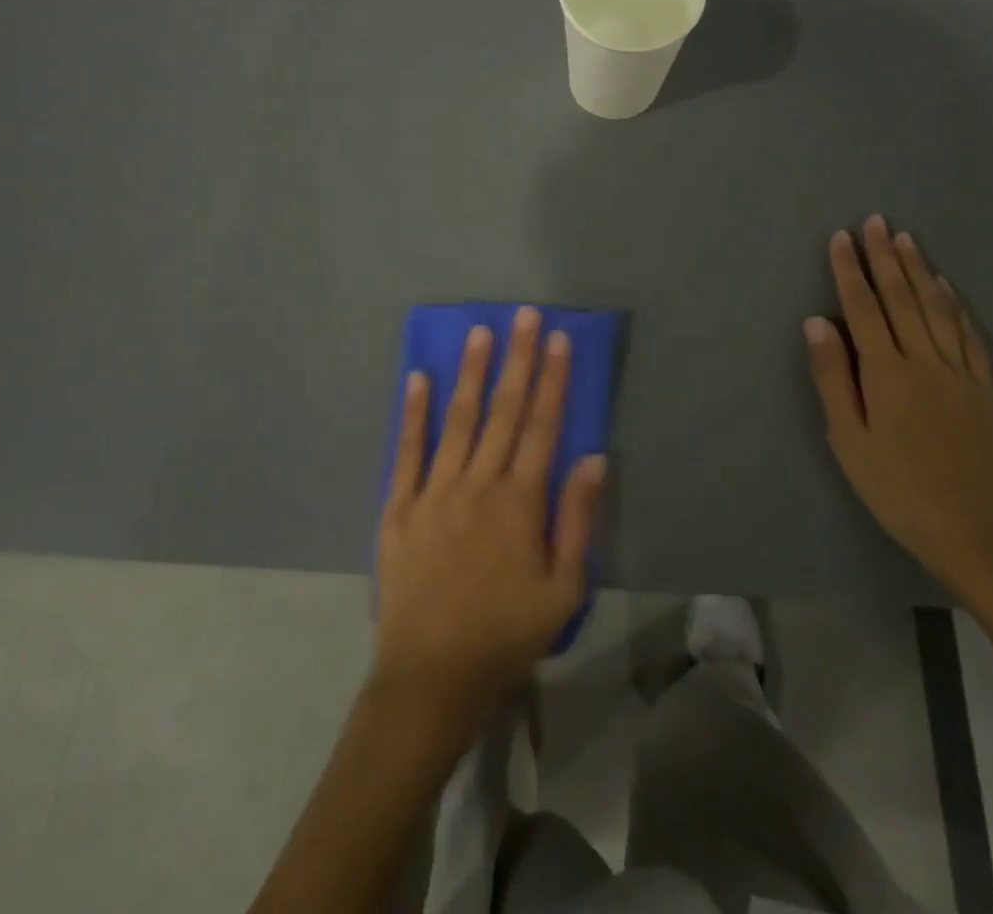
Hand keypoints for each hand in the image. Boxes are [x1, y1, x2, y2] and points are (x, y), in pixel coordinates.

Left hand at [373, 307, 605, 727]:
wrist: (431, 676)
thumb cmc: (506, 635)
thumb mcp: (563, 589)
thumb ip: (578, 519)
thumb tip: (593, 457)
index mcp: (520, 501)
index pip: (543, 426)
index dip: (553, 379)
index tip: (559, 339)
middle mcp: (478, 483)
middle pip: (503, 410)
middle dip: (518, 359)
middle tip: (524, 315)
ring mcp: (434, 491)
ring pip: (458, 419)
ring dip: (471, 373)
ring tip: (480, 331)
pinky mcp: (399, 506)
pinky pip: (407, 450)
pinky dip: (413, 412)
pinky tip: (417, 378)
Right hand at [804, 215, 992, 602]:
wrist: (976, 532)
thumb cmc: (897, 489)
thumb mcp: (848, 439)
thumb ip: (832, 377)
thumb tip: (816, 322)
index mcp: (886, 372)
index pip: (863, 308)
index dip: (849, 270)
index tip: (840, 237)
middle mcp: (924, 360)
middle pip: (901, 298)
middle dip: (884, 257)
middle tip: (875, 220)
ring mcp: (960, 372)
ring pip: (936, 308)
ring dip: (918, 270)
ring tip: (904, 239)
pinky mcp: (984, 388)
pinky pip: (968, 334)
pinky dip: (954, 305)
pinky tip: (945, 288)